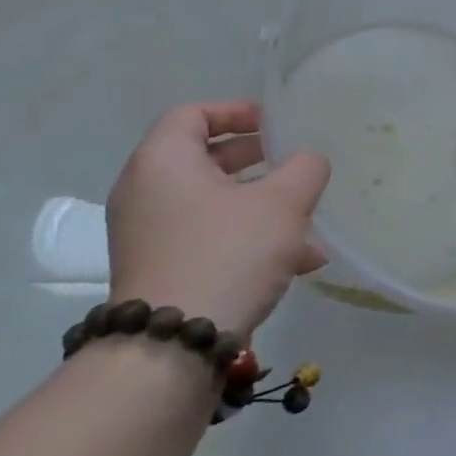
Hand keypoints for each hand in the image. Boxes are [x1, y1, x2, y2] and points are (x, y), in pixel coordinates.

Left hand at [107, 101, 330, 337]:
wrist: (175, 344)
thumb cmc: (228, 253)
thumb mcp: (283, 203)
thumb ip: (305, 169)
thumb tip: (308, 160)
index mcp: (163, 162)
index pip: (192, 114)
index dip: (237, 111)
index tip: (275, 123)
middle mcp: (146, 193)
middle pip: (203, 159)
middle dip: (257, 160)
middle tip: (294, 163)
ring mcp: (151, 236)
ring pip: (214, 203)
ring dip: (262, 205)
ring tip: (309, 220)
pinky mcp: (163, 270)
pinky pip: (210, 237)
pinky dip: (249, 237)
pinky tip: (299, 261)